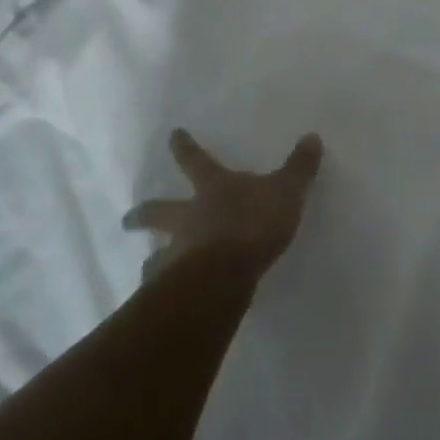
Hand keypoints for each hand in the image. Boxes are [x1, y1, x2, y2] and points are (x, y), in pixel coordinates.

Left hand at [124, 129, 324, 280]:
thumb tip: (312, 137)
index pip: (196, 161)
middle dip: (143, 214)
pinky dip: (159, 295)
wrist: (226, 273)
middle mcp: (188, 217)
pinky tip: (160, 304)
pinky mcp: (176, 288)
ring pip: (156, 255)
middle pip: (159, 211)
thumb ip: (299, 167)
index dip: (185, 147)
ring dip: (151, 260)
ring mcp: (178, 252)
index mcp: (213, 188)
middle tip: (126, 219)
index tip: (172, 135)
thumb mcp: (286, 190)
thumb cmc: (254, 223)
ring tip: (145, 267)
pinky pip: (163, 290)